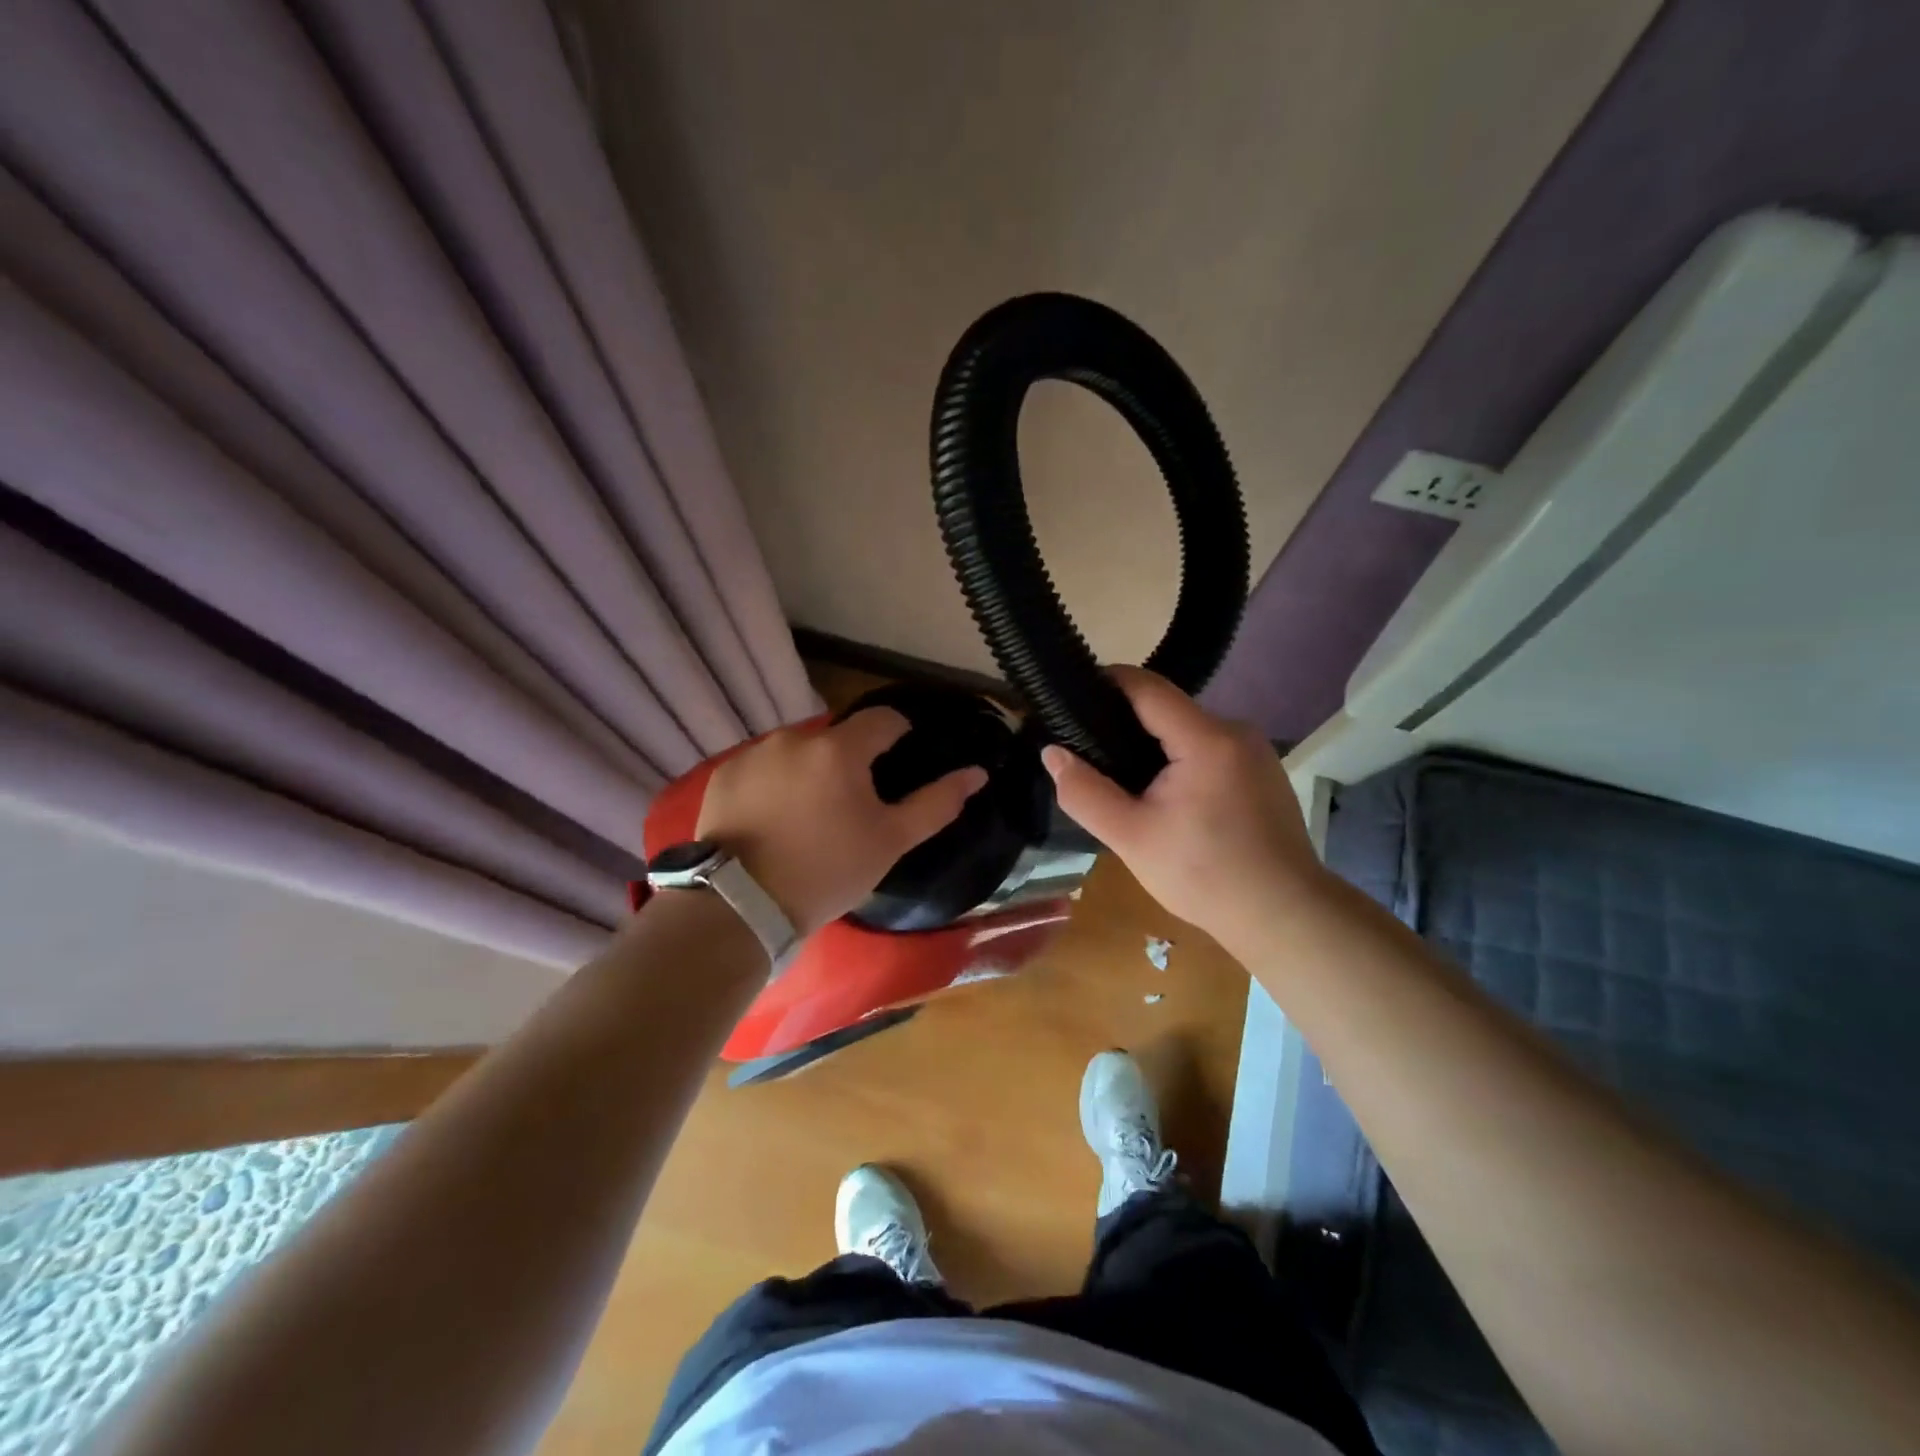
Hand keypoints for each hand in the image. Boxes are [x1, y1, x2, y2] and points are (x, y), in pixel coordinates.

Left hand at [695, 708, 987, 935]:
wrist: (741, 905)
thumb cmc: (828, 871)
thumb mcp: (890, 841)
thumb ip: (936, 803)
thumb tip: (977, 773)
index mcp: (839, 749)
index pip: (882, 719)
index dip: (898, 736)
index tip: (898, 765)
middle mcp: (794, 737)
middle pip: (837, 736)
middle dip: (850, 760)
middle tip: (852, 804)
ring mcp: (754, 753)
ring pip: (798, 750)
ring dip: (811, 769)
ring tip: (810, 814)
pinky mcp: (725, 774)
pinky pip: (763, 766)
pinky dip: (775, 782)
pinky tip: (774, 818)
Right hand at [1040, 667, 1322, 948]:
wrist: (1284, 916)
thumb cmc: (1205, 876)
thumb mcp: (1131, 838)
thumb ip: (1085, 793)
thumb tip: (1052, 753)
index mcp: (1206, 738)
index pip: (1145, 686)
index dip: (1104, 683)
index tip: (1068, 699)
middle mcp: (1236, 731)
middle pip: (1166, 709)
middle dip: (1123, 723)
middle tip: (1087, 753)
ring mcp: (1255, 751)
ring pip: (1186, 731)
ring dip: (1151, 746)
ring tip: (1121, 780)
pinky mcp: (1262, 771)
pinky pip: (1208, 750)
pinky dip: (1179, 761)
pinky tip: (1165, 797)